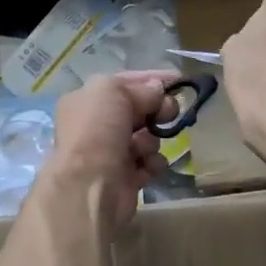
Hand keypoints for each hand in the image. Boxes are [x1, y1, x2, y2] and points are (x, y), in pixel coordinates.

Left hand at [43, 72, 178, 230]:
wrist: (89, 186)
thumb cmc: (96, 131)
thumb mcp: (113, 92)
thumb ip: (139, 88)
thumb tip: (157, 91)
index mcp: (86, 101)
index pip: (123, 83)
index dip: (151, 79)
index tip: (179, 80)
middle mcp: (95, 125)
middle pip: (137, 110)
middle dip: (156, 110)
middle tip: (170, 112)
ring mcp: (110, 152)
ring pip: (146, 137)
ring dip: (150, 140)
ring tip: (143, 148)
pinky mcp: (125, 177)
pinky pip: (150, 162)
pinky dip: (152, 163)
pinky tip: (147, 165)